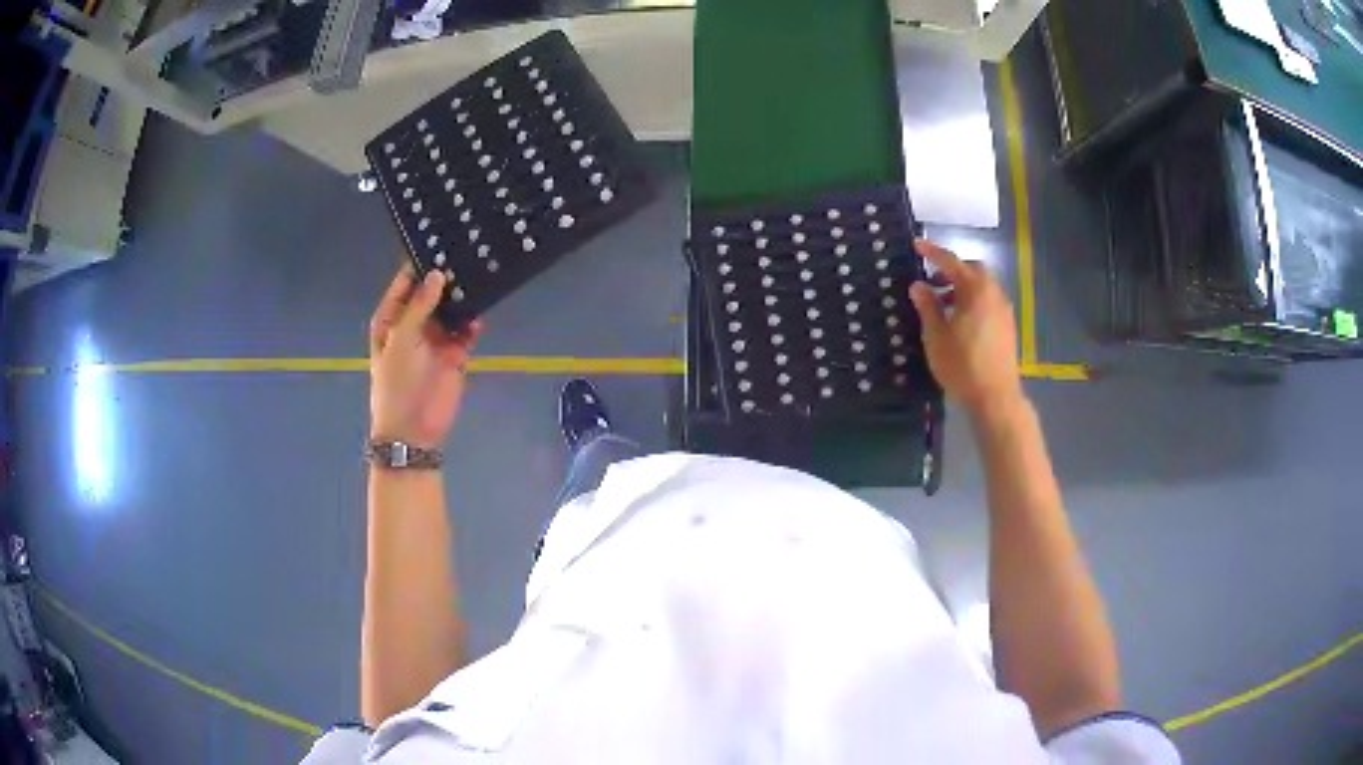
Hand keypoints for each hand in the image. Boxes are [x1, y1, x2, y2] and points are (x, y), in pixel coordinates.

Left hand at [369, 265, 483, 447]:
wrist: (414, 430)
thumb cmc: (397, 382)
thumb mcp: (402, 339)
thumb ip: (420, 306)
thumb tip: (438, 274)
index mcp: (392, 318)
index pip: (406, 283)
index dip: (420, 264)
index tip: (440, 241)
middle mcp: (414, 323)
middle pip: (432, 293)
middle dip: (446, 278)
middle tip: (468, 252)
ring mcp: (436, 338)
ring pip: (451, 309)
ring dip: (462, 298)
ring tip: (480, 273)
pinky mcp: (456, 354)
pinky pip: (466, 330)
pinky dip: (473, 322)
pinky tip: (481, 310)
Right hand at [908, 240, 1022, 416]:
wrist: (995, 396)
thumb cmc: (962, 364)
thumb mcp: (936, 335)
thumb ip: (927, 306)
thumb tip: (918, 285)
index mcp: (976, 289)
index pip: (951, 262)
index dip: (932, 252)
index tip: (916, 245)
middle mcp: (993, 293)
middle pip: (972, 270)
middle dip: (952, 270)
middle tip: (932, 281)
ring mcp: (1003, 310)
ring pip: (982, 287)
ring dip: (962, 288)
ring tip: (942, 306)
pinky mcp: (1007, 327)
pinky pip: (988, 302)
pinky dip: (973, 302)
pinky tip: (960, 322)